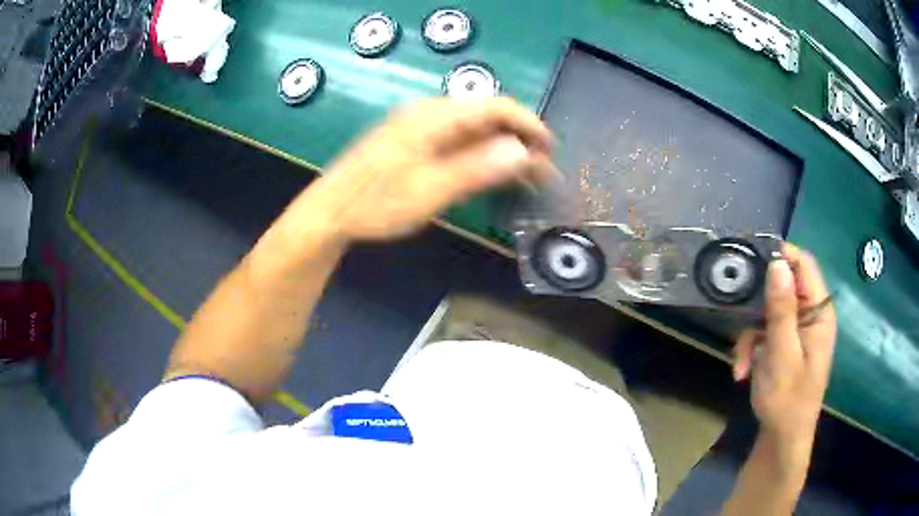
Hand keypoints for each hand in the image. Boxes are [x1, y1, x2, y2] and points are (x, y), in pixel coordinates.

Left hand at [290, 97, 556, 243]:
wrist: (331, 212)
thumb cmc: (376, 204)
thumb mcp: (430, 190)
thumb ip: (477, 168)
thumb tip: (522, 151)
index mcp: (434, 116)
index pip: (495, 106)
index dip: (528, 124)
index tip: (550, 149)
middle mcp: (429, 112)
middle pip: (486, 115)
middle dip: (518, 139)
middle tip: (540, 171)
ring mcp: (420, 126)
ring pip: (474, 129)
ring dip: (502, 148)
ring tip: (523, 176)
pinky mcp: (414, 141)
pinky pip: (458, 140)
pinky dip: (480, 154)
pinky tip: (490, 173)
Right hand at [733, 244, 837, 440]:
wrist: (783, 438)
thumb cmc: (788, 400)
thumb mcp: (782, 355)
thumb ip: (782, 310)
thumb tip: (777, 263)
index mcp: (819, 312)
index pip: (804, 265)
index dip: (781, 256)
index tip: (750, 258)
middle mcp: (811, 314)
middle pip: (783, 287)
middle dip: (757, 308)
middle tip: (737, 322)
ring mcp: (798, 329)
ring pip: (769, 311)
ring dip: (750, 334)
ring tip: (740, 363)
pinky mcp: (786, 342)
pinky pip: (766, 330)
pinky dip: (752, 346)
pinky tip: (742, 369)